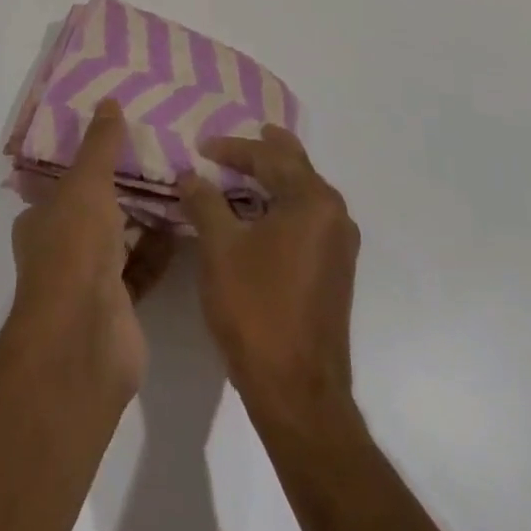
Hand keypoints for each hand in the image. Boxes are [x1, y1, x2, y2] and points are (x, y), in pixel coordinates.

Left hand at [9, 100, 173, 400]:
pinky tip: (187, 223)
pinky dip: (161, 248)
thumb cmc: (74, 248)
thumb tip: (109, 100)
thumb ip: (100, 145)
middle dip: (124, 186)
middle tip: (161, 153)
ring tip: (181, 180)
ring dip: (146, 216)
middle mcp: (62, 247)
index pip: (64, 181)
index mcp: (42, 218)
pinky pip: (143, 266)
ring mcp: (90, 279)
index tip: (121, 136)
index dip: (88, 159)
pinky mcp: (120, 304)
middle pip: (96, 208)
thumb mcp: (86, 183)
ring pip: (121, 237)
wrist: (84, 337)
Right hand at [179, 125, 360, 421]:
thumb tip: (190, 174)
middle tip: (240, 138)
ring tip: (243, 170)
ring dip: (273, 179)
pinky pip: (307, 218)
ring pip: (303, 193)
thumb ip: (204, 202)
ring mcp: (339, 244)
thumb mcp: (220, 248)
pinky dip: (281, 205)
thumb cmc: (257, 310)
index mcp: (313, 201)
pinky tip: (258, 213)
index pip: (269, 157)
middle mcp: (334, 214)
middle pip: (295, 167)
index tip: (201, 145)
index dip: (232, 148)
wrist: (298, 392)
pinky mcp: (334, 269)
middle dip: (264, 151)